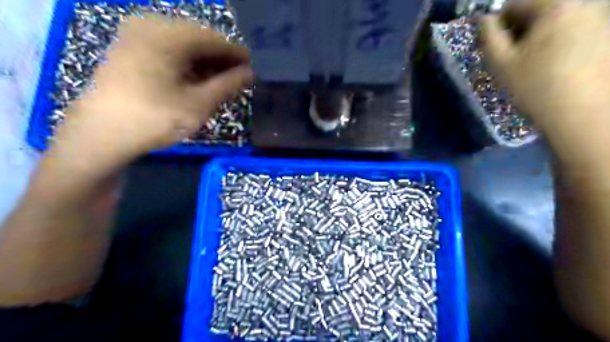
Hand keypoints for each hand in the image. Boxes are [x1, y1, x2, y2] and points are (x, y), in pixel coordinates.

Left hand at [52, 15, 252, 168]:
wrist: (101, 136)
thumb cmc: (155, 118)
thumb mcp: (199, 104)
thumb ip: (228, 85)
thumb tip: (251, 73)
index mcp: (168, 34)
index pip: (215, 39)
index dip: (237, 55)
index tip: (255, 70)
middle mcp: (151, 25)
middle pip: (199, 40)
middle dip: (221, 61)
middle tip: (240, 80)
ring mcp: (137, 36)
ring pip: (185, 46)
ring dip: (206, 65)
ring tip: (223, 84)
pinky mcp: (131, 49)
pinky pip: (169, 51)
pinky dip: (188, 66)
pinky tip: (199, 82)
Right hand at [481, 0, 609, 164]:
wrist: (578, 113)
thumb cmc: (534, 85)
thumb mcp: (500, 62)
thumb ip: (488, 35)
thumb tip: (483, 19)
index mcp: (557, 7)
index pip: (517, 3)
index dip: (498, 22)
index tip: (492, 45)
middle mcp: (584, 5)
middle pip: (539, 10)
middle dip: (519, 29)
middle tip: (509, 56)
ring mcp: (599, 20)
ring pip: (554, 21)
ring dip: (536, 36)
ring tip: (529, 63)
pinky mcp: (605, 36)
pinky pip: (571, 30)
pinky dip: (554, 42)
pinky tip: (549, 65)